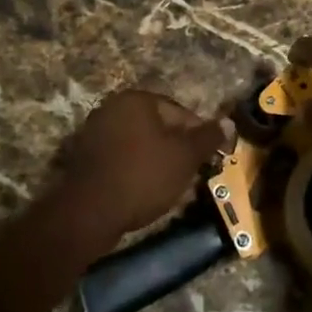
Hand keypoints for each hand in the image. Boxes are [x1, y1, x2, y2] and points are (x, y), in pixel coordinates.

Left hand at [50, 90, 229, 250]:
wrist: (89, 213)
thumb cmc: (143, 177)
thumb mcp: (184, 157)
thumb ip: (207, 137)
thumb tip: (228, 121)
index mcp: (137, 99)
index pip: (179, 112)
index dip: (198, 136)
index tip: (207, 159)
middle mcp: (113, 106)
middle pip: (157, 125)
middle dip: (175, 148)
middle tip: (190, 173)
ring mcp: (94, 131)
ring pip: (138, 142)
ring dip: (155, 159)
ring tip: (168, 185)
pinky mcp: (84, 156)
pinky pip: (120, 157)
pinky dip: (133, 169)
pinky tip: (142, 190)